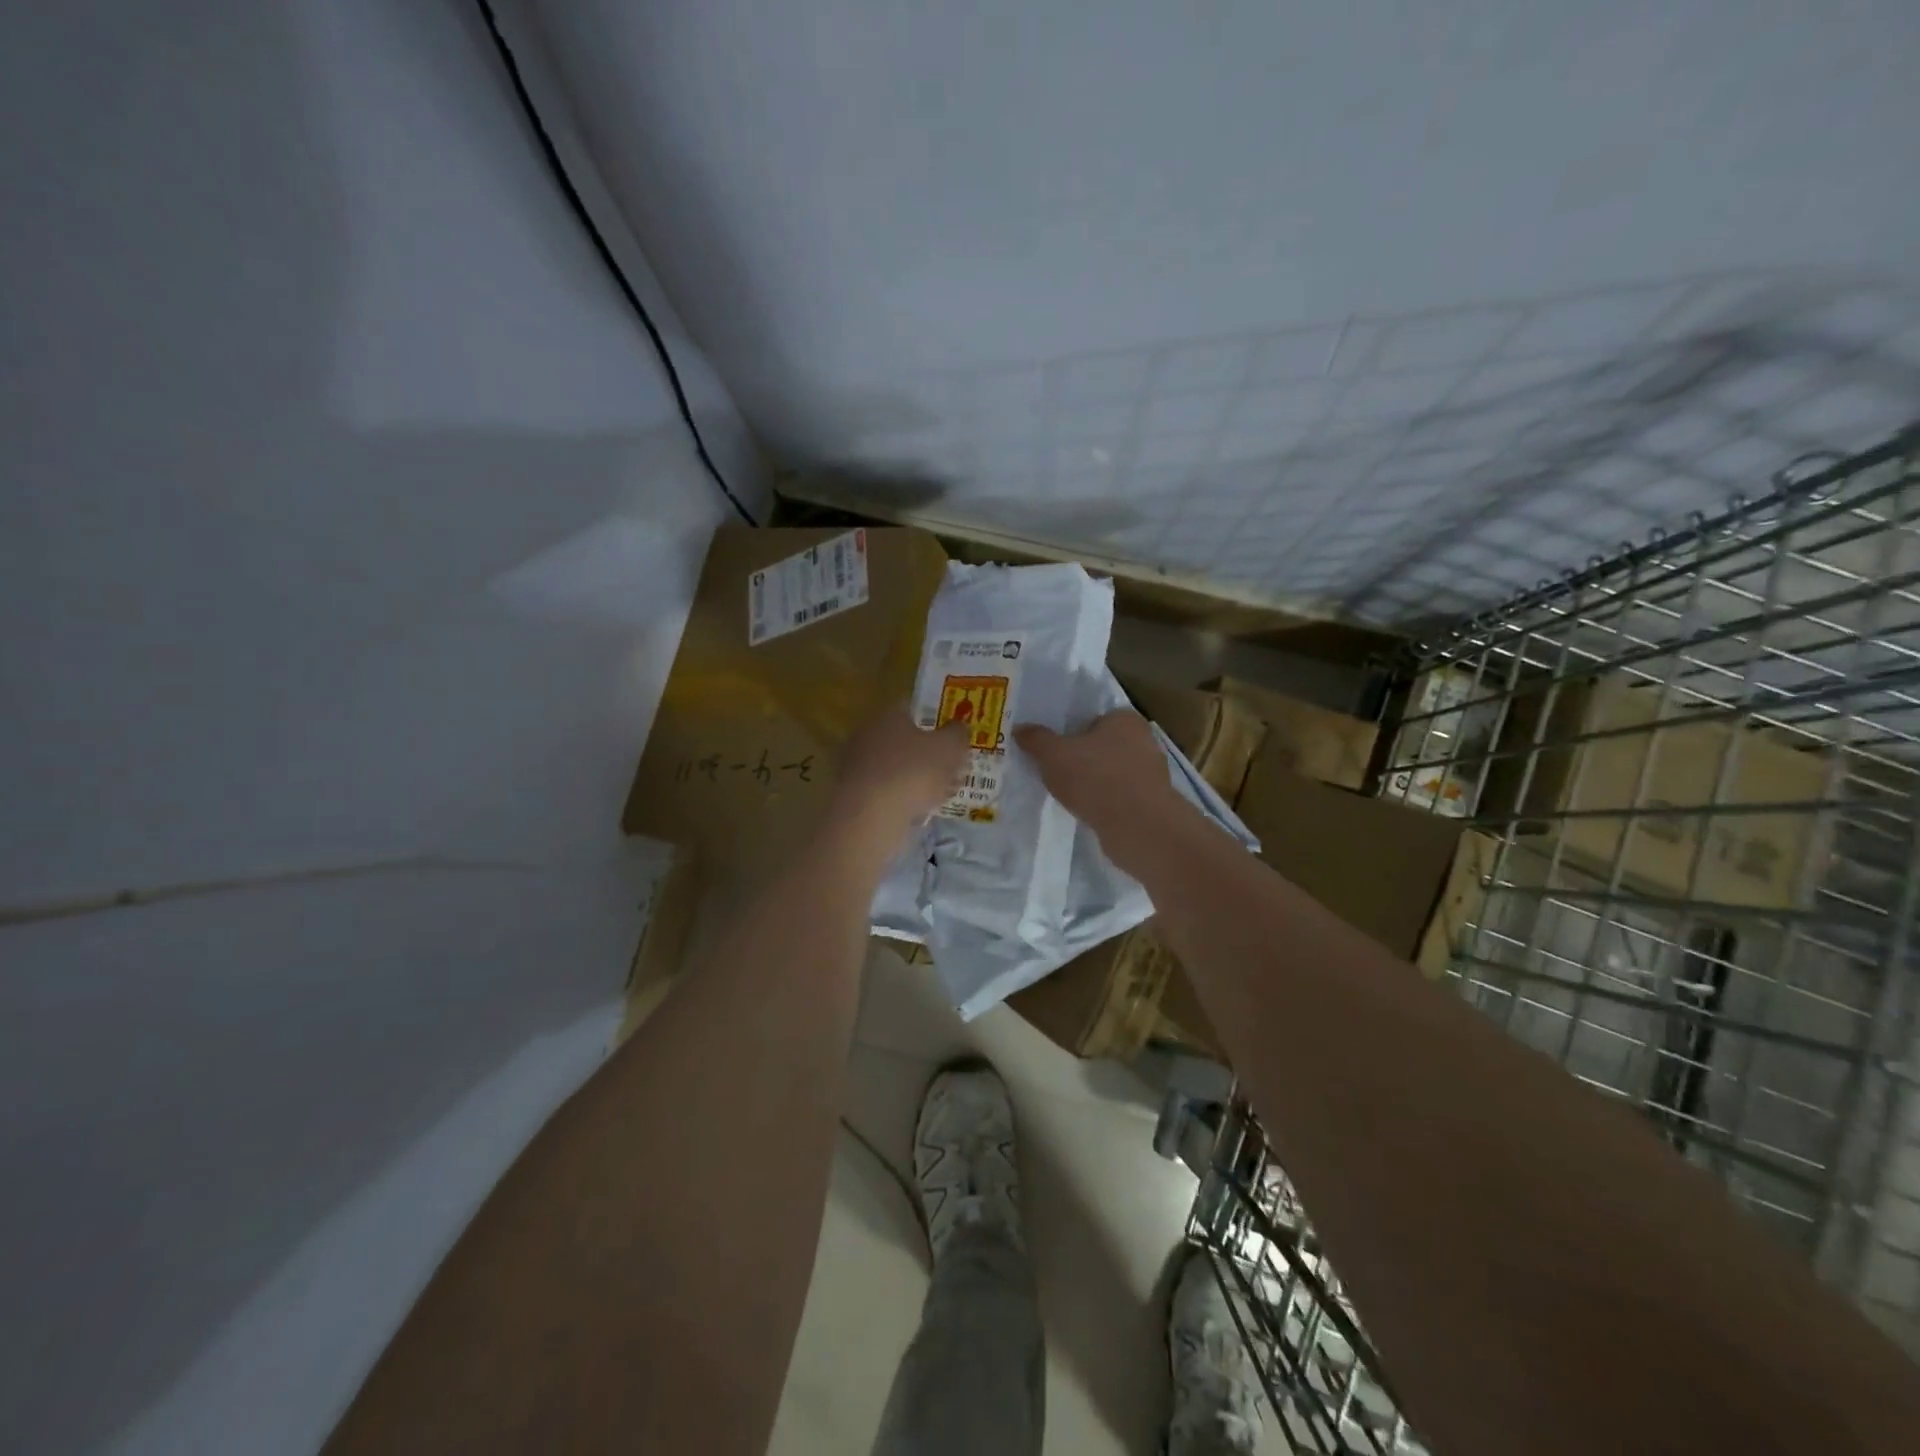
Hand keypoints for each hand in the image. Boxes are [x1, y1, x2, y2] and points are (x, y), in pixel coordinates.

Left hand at [831, 702, 970, 844]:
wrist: (870, 816)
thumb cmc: (912, 772)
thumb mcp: (949, 748)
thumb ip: (957, 734)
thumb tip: (958, 727)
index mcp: (888, 715)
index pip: (913, 708)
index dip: (936, 718)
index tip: (953, 733)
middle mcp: (867, 735)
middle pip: (904, 739)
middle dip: (928, 752)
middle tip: (951, 766)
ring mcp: (857, 766)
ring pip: (896, 767)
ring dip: (917, 778)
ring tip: (942, 793)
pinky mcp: (854, 795)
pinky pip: (887, 791)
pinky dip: (903, 798)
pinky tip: (921, 811)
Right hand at [1015, 710, 1192, 872]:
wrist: (1137, 827)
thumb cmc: (1095, 778)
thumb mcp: (1053, 755)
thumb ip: (1036, 739)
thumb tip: (1020, 728)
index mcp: (1125, 718)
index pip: (1096, 718)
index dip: (1073, 732)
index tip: (1055, 749)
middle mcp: (1144, 740)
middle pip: (1104, 746)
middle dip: (1083, 758)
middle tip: (1056, 772)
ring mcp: (1152, 773)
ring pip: (1112, 772)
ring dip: (1094, 783)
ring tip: (1069, 795)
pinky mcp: (1151, 803)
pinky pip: (1120, 796)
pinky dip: (1105, 802)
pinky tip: (1088, 812)